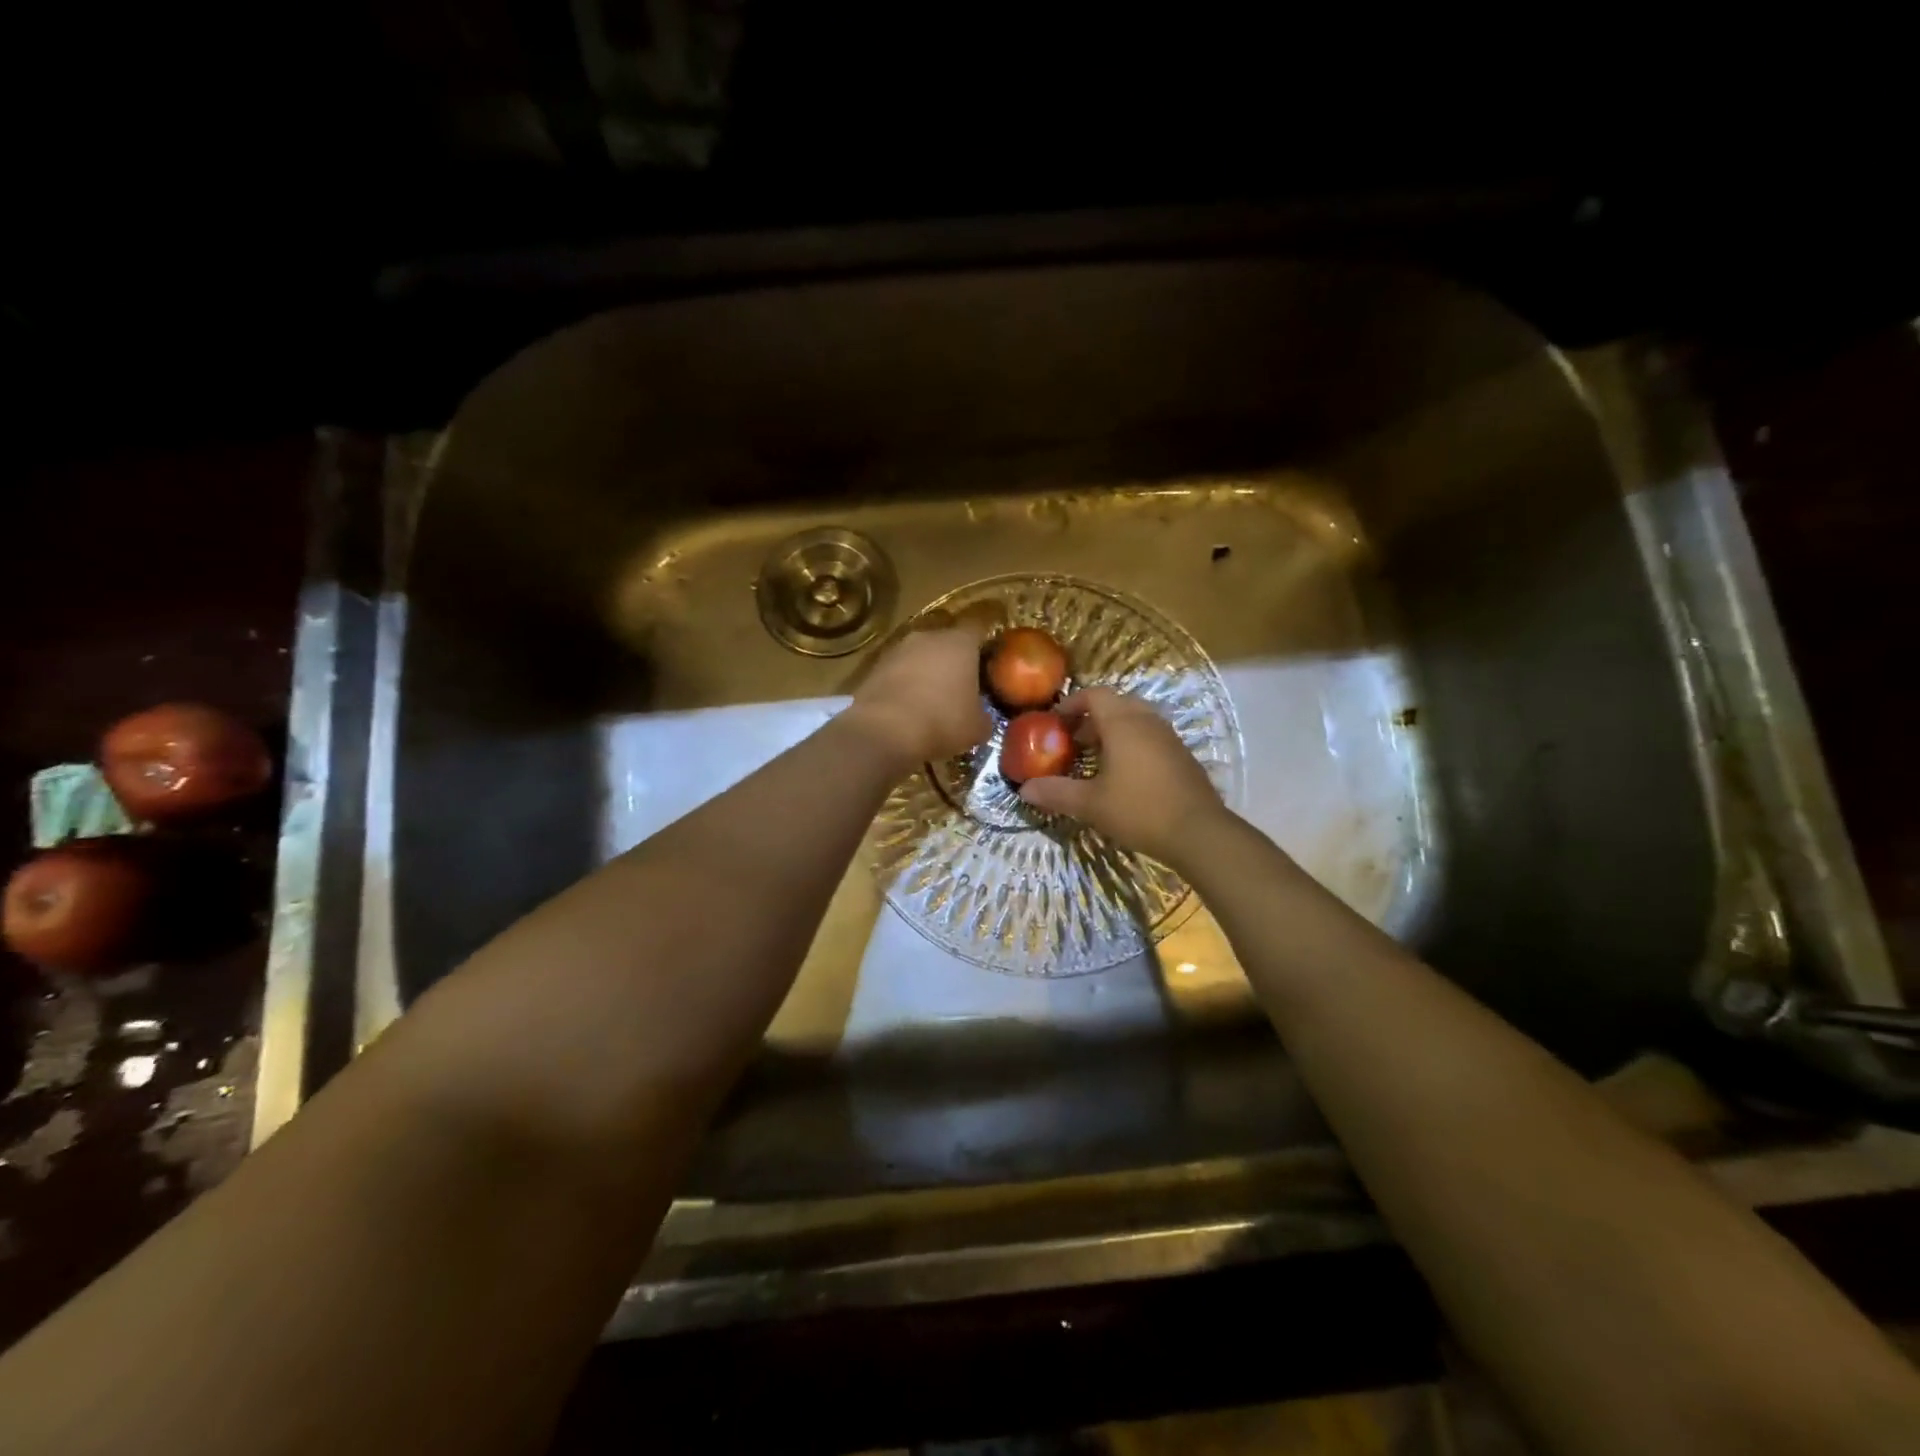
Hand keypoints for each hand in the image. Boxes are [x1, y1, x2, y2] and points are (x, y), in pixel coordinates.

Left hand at [842, 617, 992, 766]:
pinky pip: (896, 672)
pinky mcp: (873, 667)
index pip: (979, 628)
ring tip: (931, 698)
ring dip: (925, 671)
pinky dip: (903, 684)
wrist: (884, 732)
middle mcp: (927, 637)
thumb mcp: (977, 727)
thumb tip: (981, 716)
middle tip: (960, 684)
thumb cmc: (942, 722)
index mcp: (960, 642)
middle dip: (952, 659)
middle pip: (945, 641)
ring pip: (918, 655)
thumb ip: (984, 714)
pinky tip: (906, 707)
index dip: (985, 642)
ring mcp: (896, 649)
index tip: (990, 660)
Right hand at [1016, 687, 1226, 864]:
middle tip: (1075, 740)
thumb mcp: (1090, 804)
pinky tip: (1126, 775)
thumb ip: (1056, 793)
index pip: (1095, 694)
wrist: (1199, 833)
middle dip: (1092, 717)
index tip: (1056, 722)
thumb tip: (1024, 789)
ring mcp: (1169, 737)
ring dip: (1114, 730)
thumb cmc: (1139, 810)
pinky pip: (1151, 736)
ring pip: (1136, 719)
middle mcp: (1147, 721)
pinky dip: (1133, 743)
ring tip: (1097, 757)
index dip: (1072, 703)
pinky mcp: (1182, 755)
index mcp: (1123, 723)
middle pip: (1116, 703)